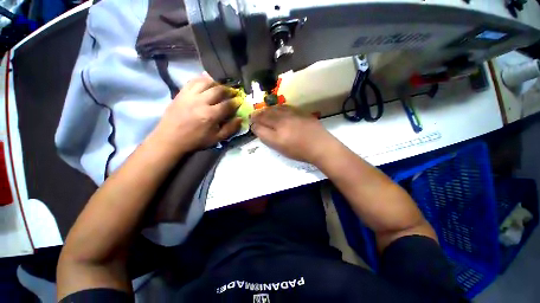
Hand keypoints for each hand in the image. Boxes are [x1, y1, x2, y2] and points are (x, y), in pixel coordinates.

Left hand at [149, 74, 241, 156]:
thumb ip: (230, 129)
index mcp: (210, 115)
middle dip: (228, 90)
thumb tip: (240, 119)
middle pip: (218, 90)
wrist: (170, 138)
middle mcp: (201, 102)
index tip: (239, 101)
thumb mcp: (216, 139)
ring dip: (216, 83)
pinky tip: (207, 81)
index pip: (227, 104)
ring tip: (221, 86)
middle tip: (232, 92)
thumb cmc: (196, 140)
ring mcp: (190, 95)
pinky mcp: (181, 93)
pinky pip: (193, 81)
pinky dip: (202, 79)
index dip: (236, 102)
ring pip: (206, 82)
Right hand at [251, 105, 337, 163]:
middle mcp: (282, 120)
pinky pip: (285, 107)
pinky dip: (277, 108)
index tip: (251, 124)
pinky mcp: (300, 112)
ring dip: (266, 110)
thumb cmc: (299, 151)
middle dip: (257, 115)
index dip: (254, 125)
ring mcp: (292, 115)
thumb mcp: (280, 148)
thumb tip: (258, 128)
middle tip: (253, 115)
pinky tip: (276, 109)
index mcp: (277, 132)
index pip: (260, 126)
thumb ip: (267, 138)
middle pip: (266, 115)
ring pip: (275, 109)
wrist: (320, 145)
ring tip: (263, 111)